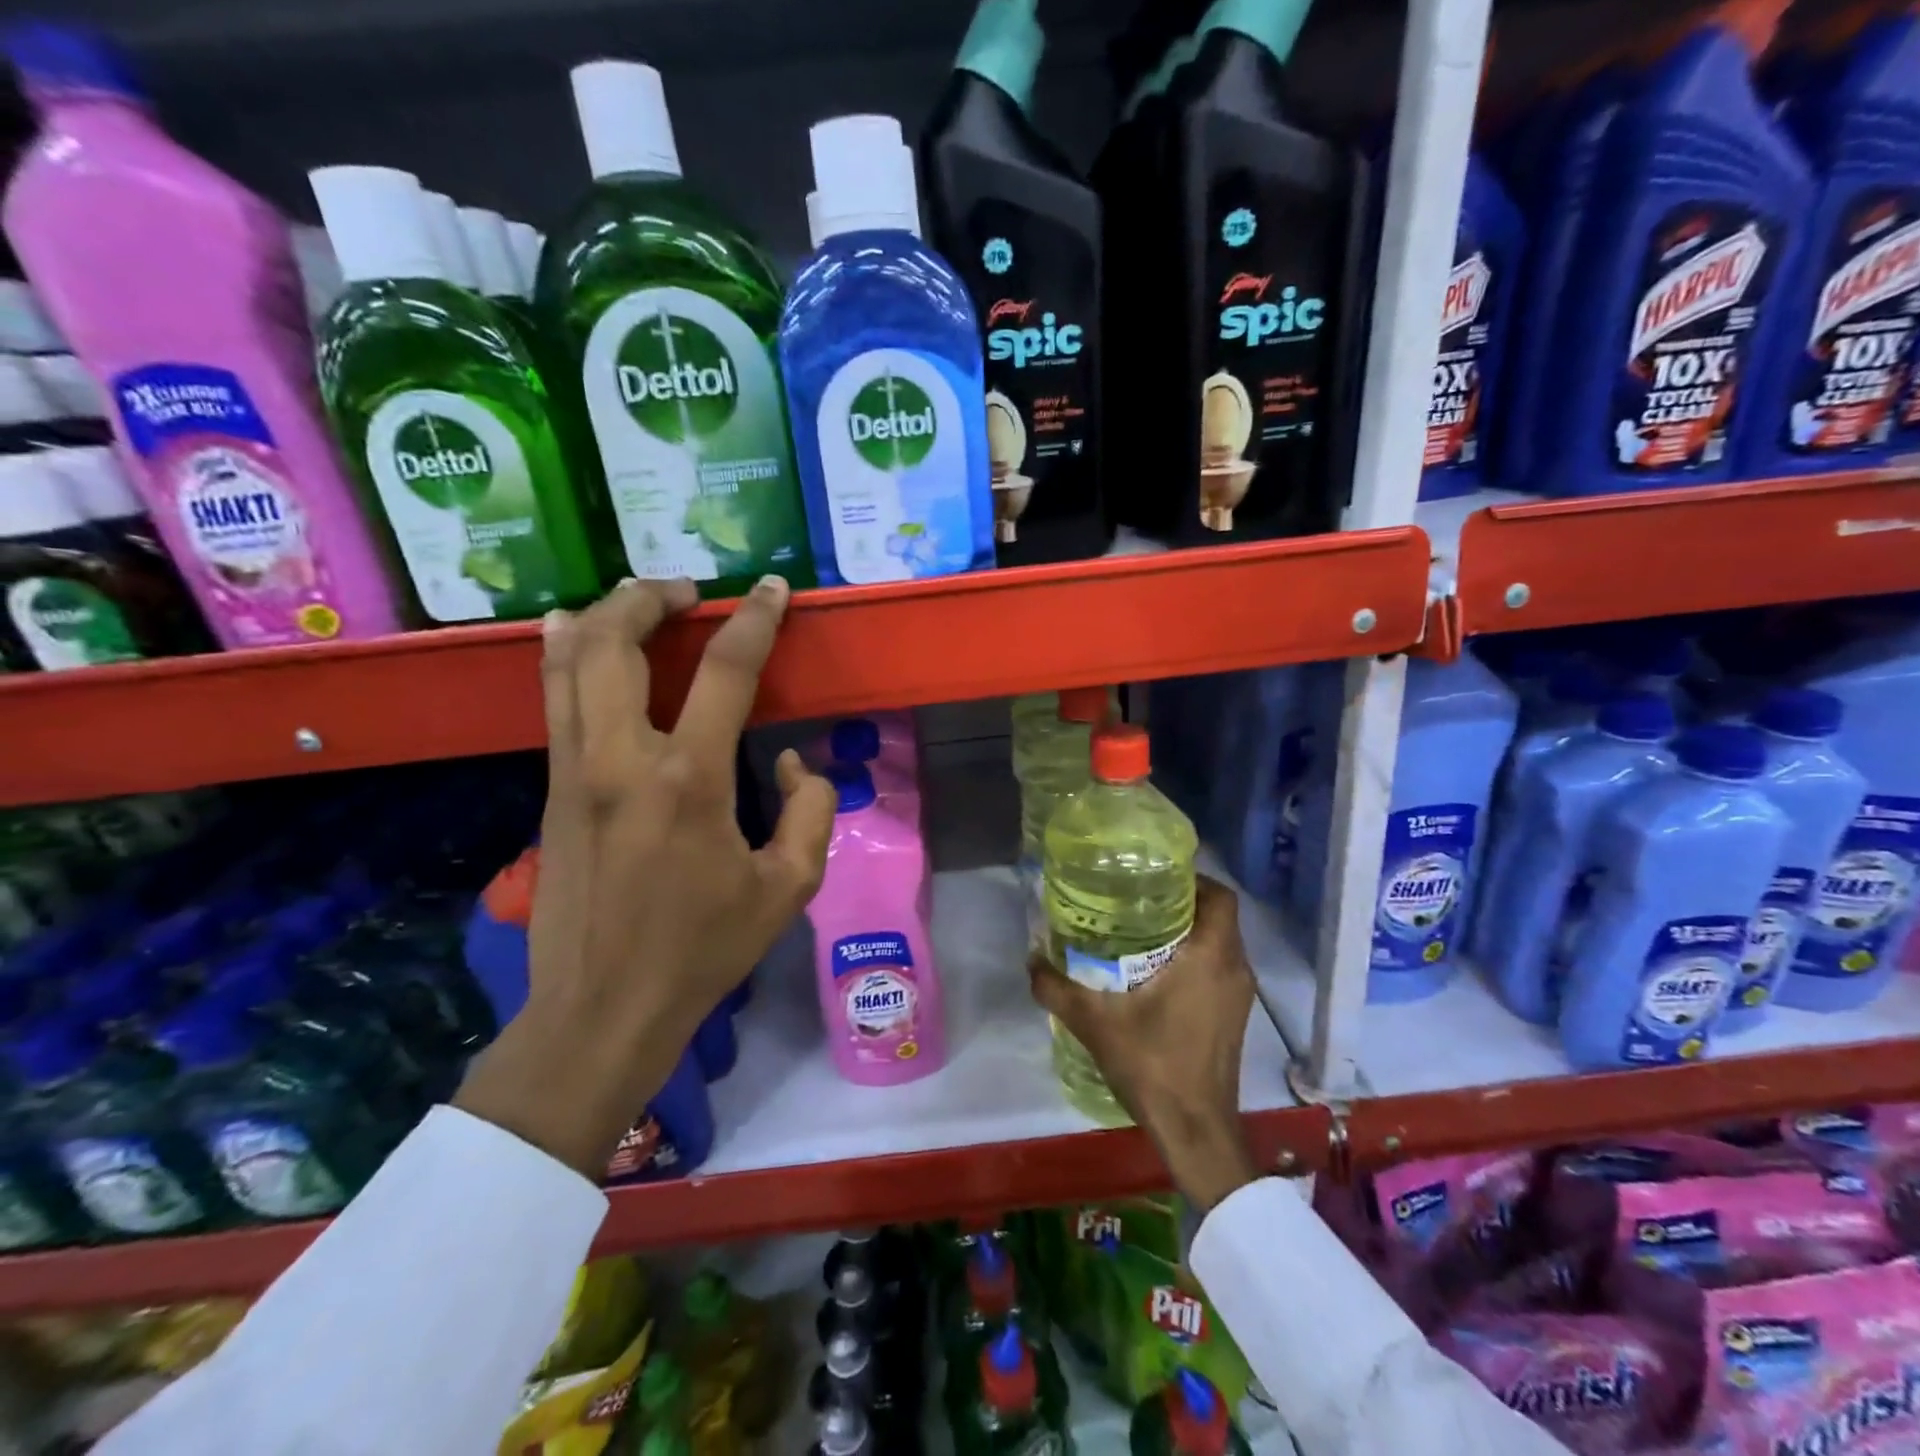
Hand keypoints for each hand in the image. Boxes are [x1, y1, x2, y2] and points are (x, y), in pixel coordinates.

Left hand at [457, 577, 835, 1177]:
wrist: (604, 1007)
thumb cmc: (703, 949)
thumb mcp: (789, 887)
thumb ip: (811, 810)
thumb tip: (793, 763)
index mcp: (689, 779)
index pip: (726, 670)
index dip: (756, 620)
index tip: (773, 590)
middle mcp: (621, 758)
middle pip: (617, 641)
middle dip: (651, 596)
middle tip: (688, 590)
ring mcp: (573, 770)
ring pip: (569, 662)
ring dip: (603, 616)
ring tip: (634, 600)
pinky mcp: (549, 790)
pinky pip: (555, 701)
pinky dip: (568, 657)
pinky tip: (579, 642)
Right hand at [1028, 875, 1261, 1209]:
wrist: (1195, 1130)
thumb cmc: (1153, 1065)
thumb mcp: (1094, 1022)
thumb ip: (1056, 988)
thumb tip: (1030, 959)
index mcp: (1211, 956)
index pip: (1219, 896)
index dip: (1192, 878)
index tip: (1153, 878)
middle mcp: (1234, 968)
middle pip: (1218, 916)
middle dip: (1181, 902)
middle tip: (1136, 900)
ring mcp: (1239, 995)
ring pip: (1219, 943)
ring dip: (1188, 931)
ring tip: (1140, 931)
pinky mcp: (1234, 1016)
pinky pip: (1218, 968)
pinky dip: (1194, 958)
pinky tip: (1155, 972)